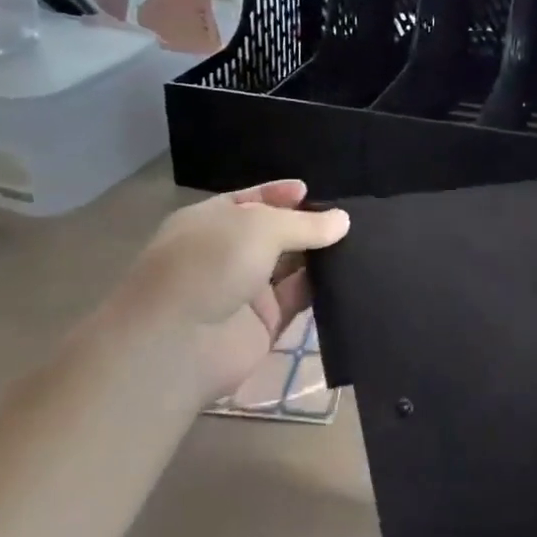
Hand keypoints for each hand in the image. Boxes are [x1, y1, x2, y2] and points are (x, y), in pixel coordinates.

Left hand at [99, 180, 349, 403]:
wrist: (177, 345)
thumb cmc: (210, 265)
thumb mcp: (260, 227)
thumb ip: (304, 224)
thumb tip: (343, 220)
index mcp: (211, 222)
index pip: (250, 201)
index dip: (279, 194)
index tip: (311, 191)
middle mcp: (227, 253)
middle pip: (275, 233)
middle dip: (307, 225)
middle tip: (349, 218)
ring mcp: (245, 290)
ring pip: (290, 266)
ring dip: (319, 255)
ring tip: (360, 241)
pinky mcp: (264, 324)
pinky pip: (297, 299)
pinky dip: (320, 287)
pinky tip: (349, 273)